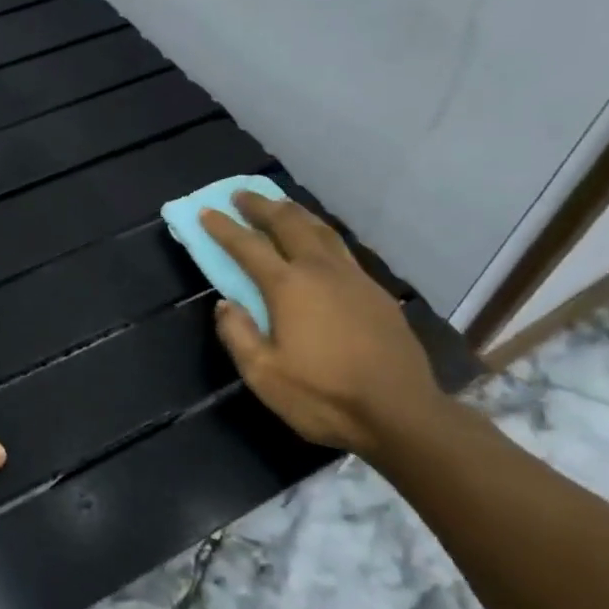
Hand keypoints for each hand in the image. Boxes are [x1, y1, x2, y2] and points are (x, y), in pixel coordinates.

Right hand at [198, 193, 444, 454]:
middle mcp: (321, 271)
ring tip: (279, 206)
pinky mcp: (377, 293)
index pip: (248, 246)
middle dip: (262, 206)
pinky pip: (343, 249)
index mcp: (289, 287)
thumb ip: (238, 335)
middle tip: (242, 195)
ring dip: (295, 213)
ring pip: (321, 230)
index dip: (224, 228)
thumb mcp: (263, 375)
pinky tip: (320, 243)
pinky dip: (322, 234)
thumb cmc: (324, 396)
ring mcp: (354, 279)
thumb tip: (225, 304)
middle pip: (288, 224)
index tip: (207, 211)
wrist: (400, 414)